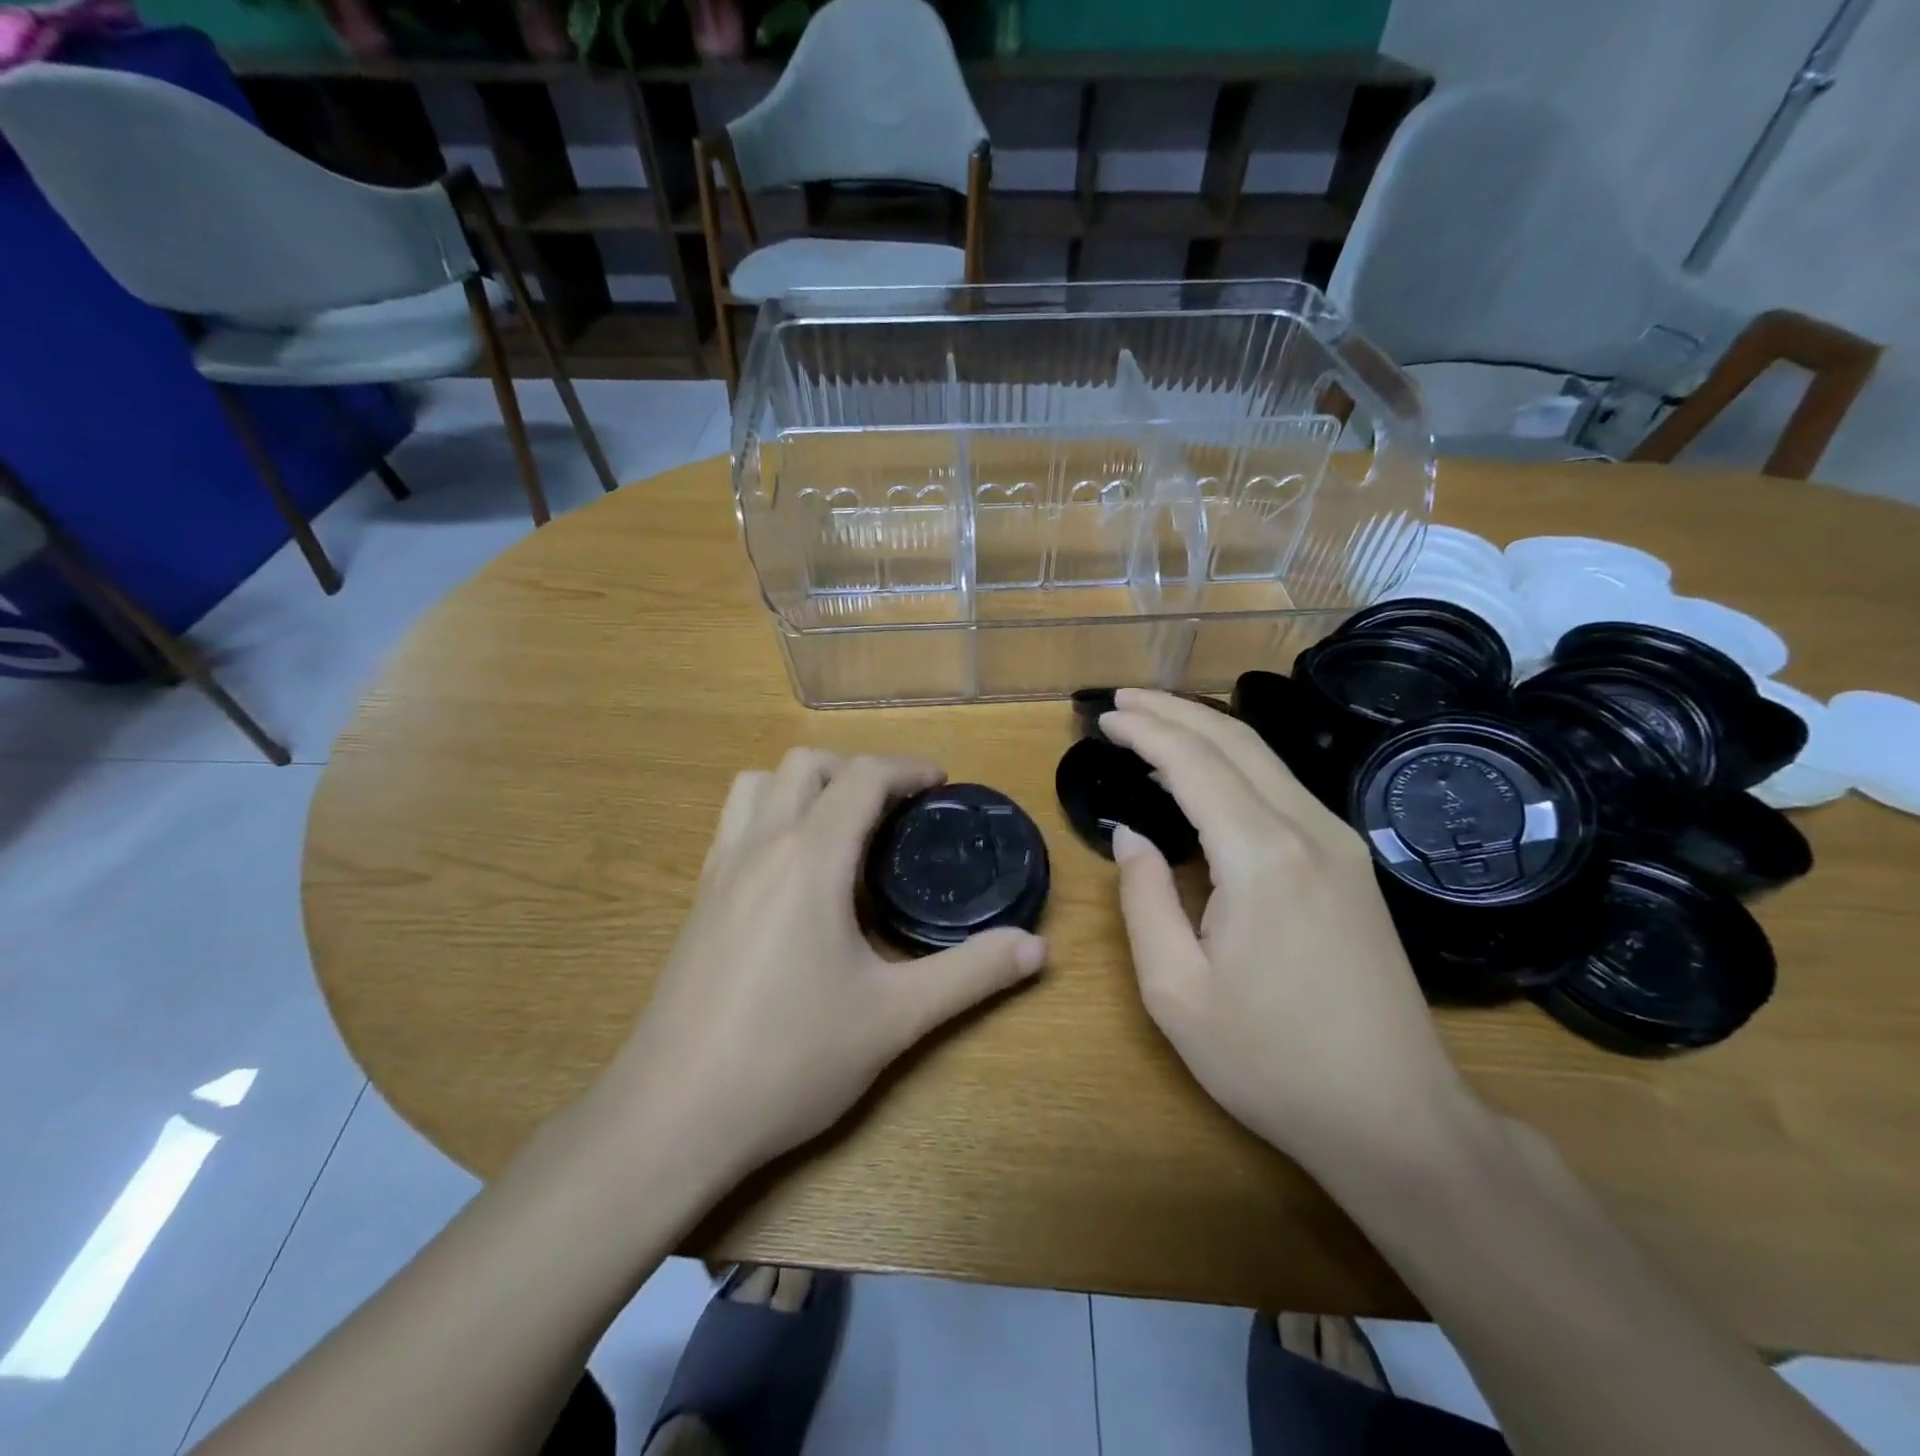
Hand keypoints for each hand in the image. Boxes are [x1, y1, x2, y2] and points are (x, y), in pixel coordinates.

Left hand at [599, 750, 1047, 1178]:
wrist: (672, 1117)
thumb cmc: (789, 1058)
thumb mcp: (895, 1018)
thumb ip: (970, 974)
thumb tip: (1037, 948)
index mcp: (811, 857)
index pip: (862, 777)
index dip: (907, 768)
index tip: (941, 784)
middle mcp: (760, 845)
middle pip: (805, 764)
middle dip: (857, 769)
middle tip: (897, 809)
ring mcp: (720, 870)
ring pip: (757, 784)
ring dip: (804, 784)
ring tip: (841, 826)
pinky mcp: (699, 900)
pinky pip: (735, 823)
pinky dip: (771, 814)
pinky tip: (794, 873)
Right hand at [1099, 690, 1480, 1172]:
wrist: (1397, 1118)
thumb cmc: (1272, 1062)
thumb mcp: (1176, 992)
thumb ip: (1144, 900)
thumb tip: (1130, 836)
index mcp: (1262, 857)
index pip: (1193, 763)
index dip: (1145, 732)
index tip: (1104, 718)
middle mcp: (1310, 830)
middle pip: (1236, 740)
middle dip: (1174, 711)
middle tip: (1122, 703)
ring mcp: (1341, 844)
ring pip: (1266, 758)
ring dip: (1206, 732)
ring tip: (1154, 726)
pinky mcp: (1353, 864)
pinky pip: (1284, 788)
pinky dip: (1235, 765)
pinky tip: (1206, 778)